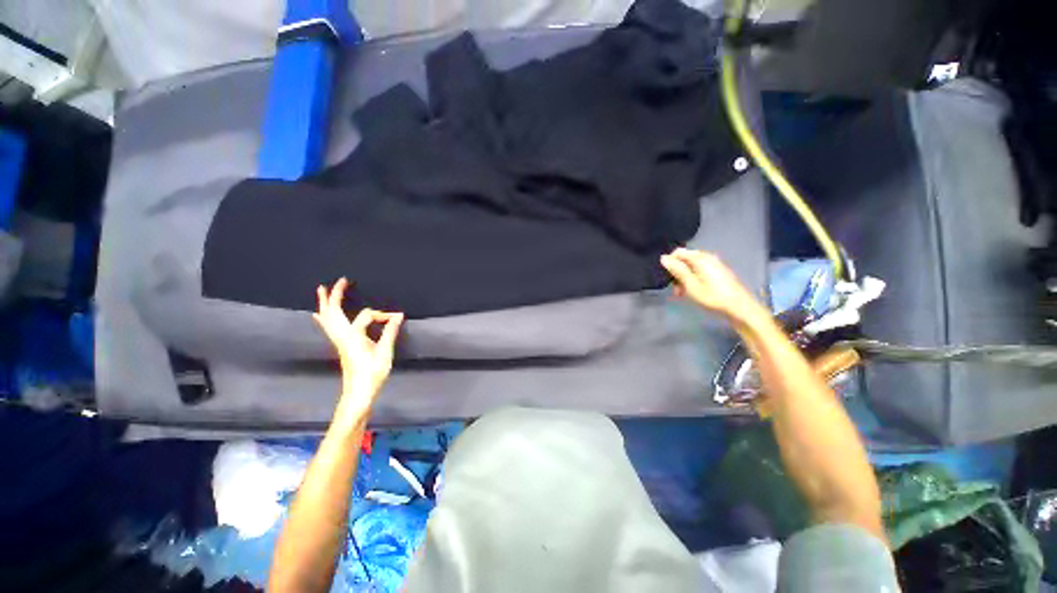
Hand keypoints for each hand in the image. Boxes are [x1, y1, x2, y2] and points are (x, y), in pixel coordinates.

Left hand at [314, 278, 403, 419]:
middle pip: (334, 311)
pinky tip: (318, 314)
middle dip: (336, 295)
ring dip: (326, 303)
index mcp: (353, 335)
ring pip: (328, 318)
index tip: (397, 318)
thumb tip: (398, 315)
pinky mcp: (340, 345)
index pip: (368, 315)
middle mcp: (342, 335)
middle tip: (341, 280)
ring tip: (322, 289)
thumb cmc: (372, 373)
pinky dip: (323, 317)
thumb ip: (390, 332)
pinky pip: (327, 327)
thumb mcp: (385, 352)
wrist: (358, 392)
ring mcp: (338, 341)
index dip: (383, 314)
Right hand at [660, 248, 762, 322]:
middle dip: (677, 272)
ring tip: (682, 294)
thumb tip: (664, 258)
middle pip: (685, 259)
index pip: (678, 252)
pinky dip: (693, 279)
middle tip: (675, 289)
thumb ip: (677, 270)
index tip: (667, 277)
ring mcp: (714, 265)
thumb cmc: (713, 297)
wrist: (739, 308)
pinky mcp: (718, 273)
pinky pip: (700, 271)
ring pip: (692, 267)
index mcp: (700, 258)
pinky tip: (693, 292)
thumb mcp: (691, 285)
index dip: (670, 263)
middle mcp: (708, 258)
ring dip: (684, 278)